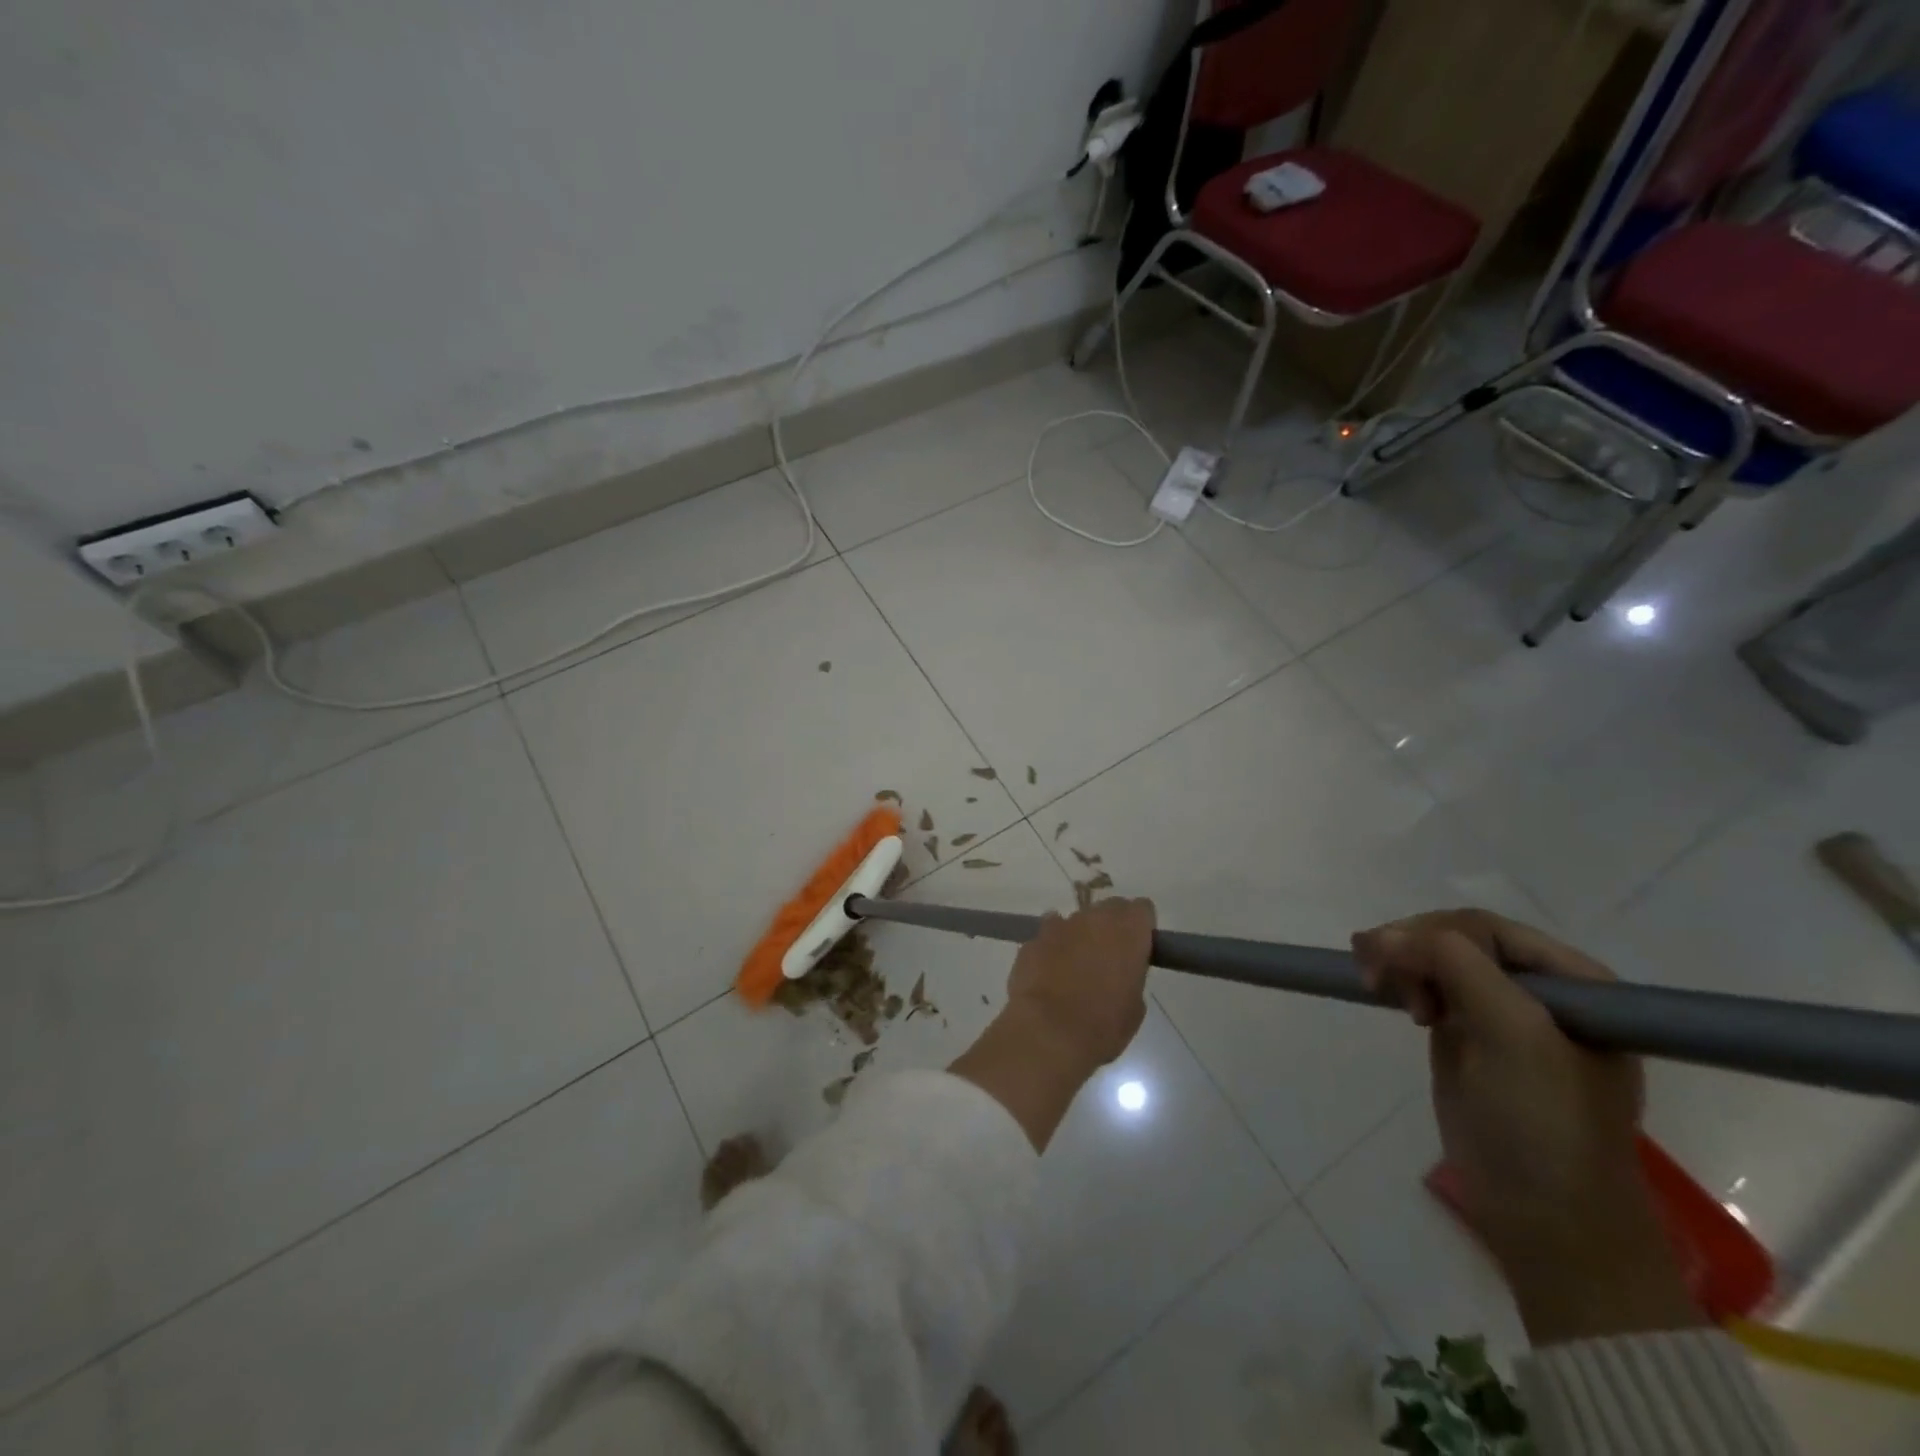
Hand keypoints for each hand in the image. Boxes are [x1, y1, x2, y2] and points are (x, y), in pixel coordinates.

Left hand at [950, 898, 1154, 1152]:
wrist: (1048, 1032)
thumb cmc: (1102, 1025)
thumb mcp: (1134, 1007)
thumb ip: (1130, 976)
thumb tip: (1118, 973)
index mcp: (1128, 931)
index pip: (1142, 909)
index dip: (1140, 926)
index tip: (1138, 946)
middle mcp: (1094, 918)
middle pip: (1109, 908)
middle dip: (1111, 927)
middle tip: (1108, 957)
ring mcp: (1060, 925)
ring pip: (1076, 921)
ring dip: (1079, 936)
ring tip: (1074, 968)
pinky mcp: (1033, 939)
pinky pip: (1048, 935)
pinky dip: (1052, 948)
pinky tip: (1049, 973)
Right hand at [1353, 910, 1701, 1343]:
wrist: (1544, 1217)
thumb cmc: (1544, 1122)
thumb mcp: (1513, 1033)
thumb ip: (1458, 967)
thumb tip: (1387, 935)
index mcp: (1575, 983)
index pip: (1490, 929)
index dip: (1434, 934)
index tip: (1388, 957)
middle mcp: (1540, 991)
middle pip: (1459, 939)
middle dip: (1412, 947)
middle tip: (1371, 974)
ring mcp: (1501, 1014)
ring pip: (1437, 959)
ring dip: (1400, 961)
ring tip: (1373, 983)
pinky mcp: (1467, 1035)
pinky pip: (1428, 987)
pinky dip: (1401, 980)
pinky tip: (1381, 989)